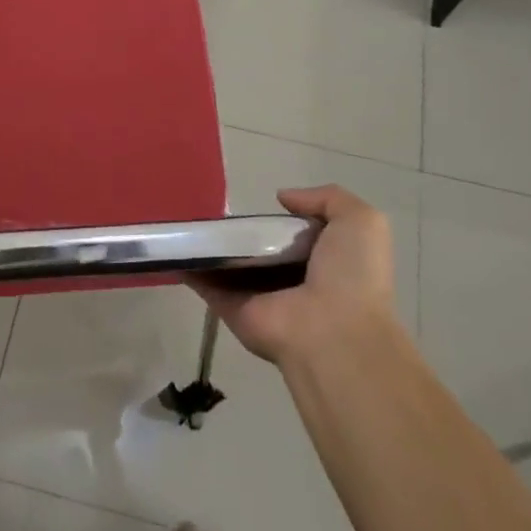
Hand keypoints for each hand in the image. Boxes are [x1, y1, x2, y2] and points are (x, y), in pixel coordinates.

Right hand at [189, 185, 397, 367]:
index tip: (258, 202)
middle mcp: (289, 280)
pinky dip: (185, 265)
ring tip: (184, 216)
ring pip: (227, 264)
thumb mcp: (361, 222)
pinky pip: (204, 283)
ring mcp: (257, 295)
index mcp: (322, 262)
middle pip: (257, 249)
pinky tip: (169, 244)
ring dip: (207, 245)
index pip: (294, 235)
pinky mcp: (231, 307)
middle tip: (214, 206)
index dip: (279, 218)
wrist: (333, 332)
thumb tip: (283, 198)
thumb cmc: (352, 275)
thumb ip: (328, 198)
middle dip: (239, 230)